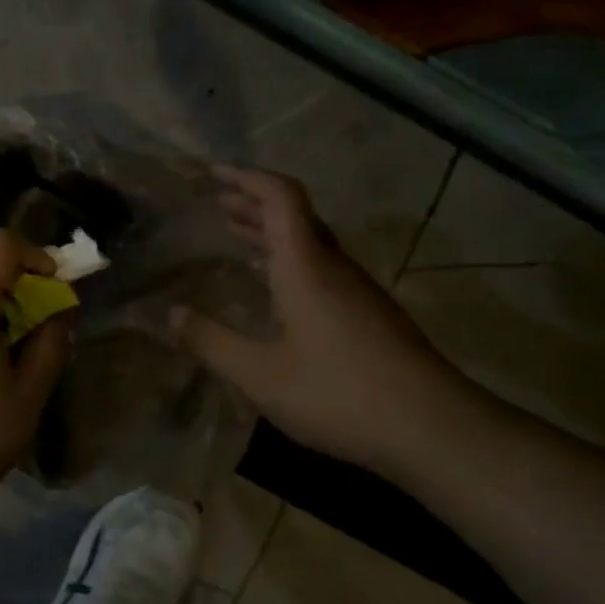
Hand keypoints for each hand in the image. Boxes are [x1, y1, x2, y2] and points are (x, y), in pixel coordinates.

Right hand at [173, 166, 471, 469]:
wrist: (435, 430)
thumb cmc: (340, 393)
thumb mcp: (260, 375)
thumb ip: (211, 342)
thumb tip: (169, 315)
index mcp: (305, 264)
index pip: (280, 196)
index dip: (246, 177)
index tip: (213, 174)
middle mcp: (333, 265)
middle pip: (294, 214)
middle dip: (253, 202)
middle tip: (217, 202)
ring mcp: (357, 289)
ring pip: (310, 240)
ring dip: (271, 230)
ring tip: (236, 234)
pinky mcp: (370, 313)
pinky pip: (322, 265)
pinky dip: (289, 258)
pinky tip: (276, 287)